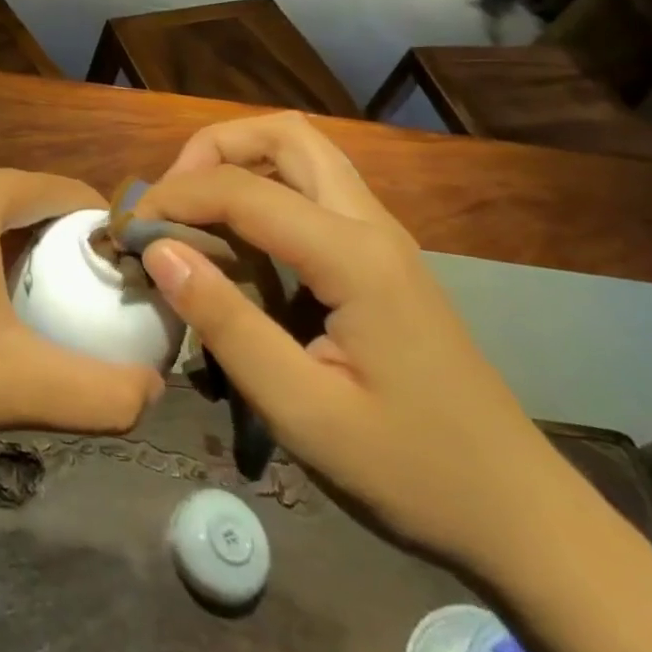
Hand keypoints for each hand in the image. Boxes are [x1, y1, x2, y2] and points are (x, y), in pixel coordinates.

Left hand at [0, 165, 162, 473]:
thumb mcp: (19, 387)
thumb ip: (104, 392)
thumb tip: (153, 393)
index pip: (57, 189)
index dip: (97, 229)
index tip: (120, 276)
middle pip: (16, 197)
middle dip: (53, 242)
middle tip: (78, 300)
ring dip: (9, 246)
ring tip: (29, 304)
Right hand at [136, 113, 571, 572]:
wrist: (521, 517)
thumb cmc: (411, 470)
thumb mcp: (303, 411)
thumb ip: (226, 323)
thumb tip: (159, 250)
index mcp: (353, 256)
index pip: (242, 189)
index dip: (175, 198)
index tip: (130, 232)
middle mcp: (370, 224)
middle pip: (284, 134)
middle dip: (214, 148)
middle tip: (174, 198)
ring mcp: (382, 236)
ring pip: (303, 153)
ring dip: (239, 161)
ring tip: (195, 212)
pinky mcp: (381, 256)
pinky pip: (313, 189)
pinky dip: (262, 189)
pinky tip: (239, 243)